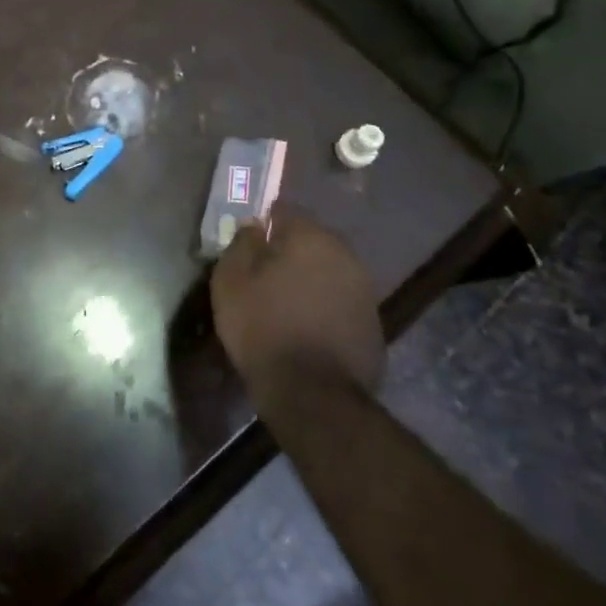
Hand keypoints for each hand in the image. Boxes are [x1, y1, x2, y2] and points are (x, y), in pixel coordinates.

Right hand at [210, 207, 382, 393]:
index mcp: (311, 237)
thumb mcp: (231, 281)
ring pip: (329, 271)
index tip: (249, 243)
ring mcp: (365, 291)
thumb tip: (254, 226)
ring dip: (309, 280)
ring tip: (284, 303)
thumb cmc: (263, 327)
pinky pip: (341, 302)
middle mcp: (345, 256)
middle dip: (290, 252)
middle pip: (312, 241)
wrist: (313, 394)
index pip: (286, 211)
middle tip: (264, 275)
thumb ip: (242, 244)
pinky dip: (324, 307)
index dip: (265, 224)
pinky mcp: (374, 325)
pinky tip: (306, 327)